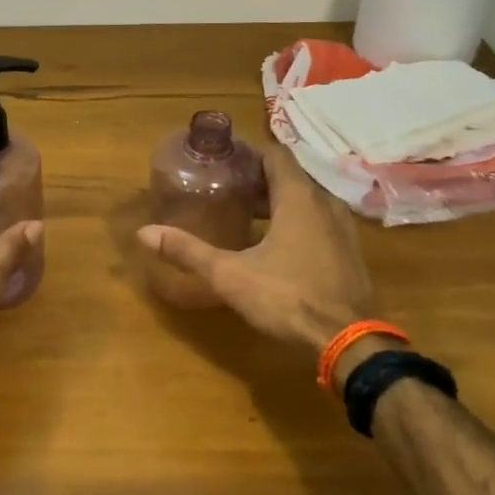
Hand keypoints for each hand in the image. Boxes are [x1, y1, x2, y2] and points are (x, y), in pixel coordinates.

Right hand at [140, 141, 380, 372]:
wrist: (350, 343)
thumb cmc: (288, 298)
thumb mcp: (230, 275)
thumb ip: (188, 251)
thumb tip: (144, 233)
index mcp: (299, 197)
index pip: (275, 154)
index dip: (248, 152)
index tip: (222, 159)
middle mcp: (325, 203)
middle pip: (290, 176)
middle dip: (258, 178)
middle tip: (226, 187)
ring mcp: (343, 228)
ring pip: (306, 200)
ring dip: (278, 201)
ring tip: (246, 214)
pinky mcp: (349, 251)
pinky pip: (319, 221)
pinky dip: (296, 220)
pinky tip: (275, 243)